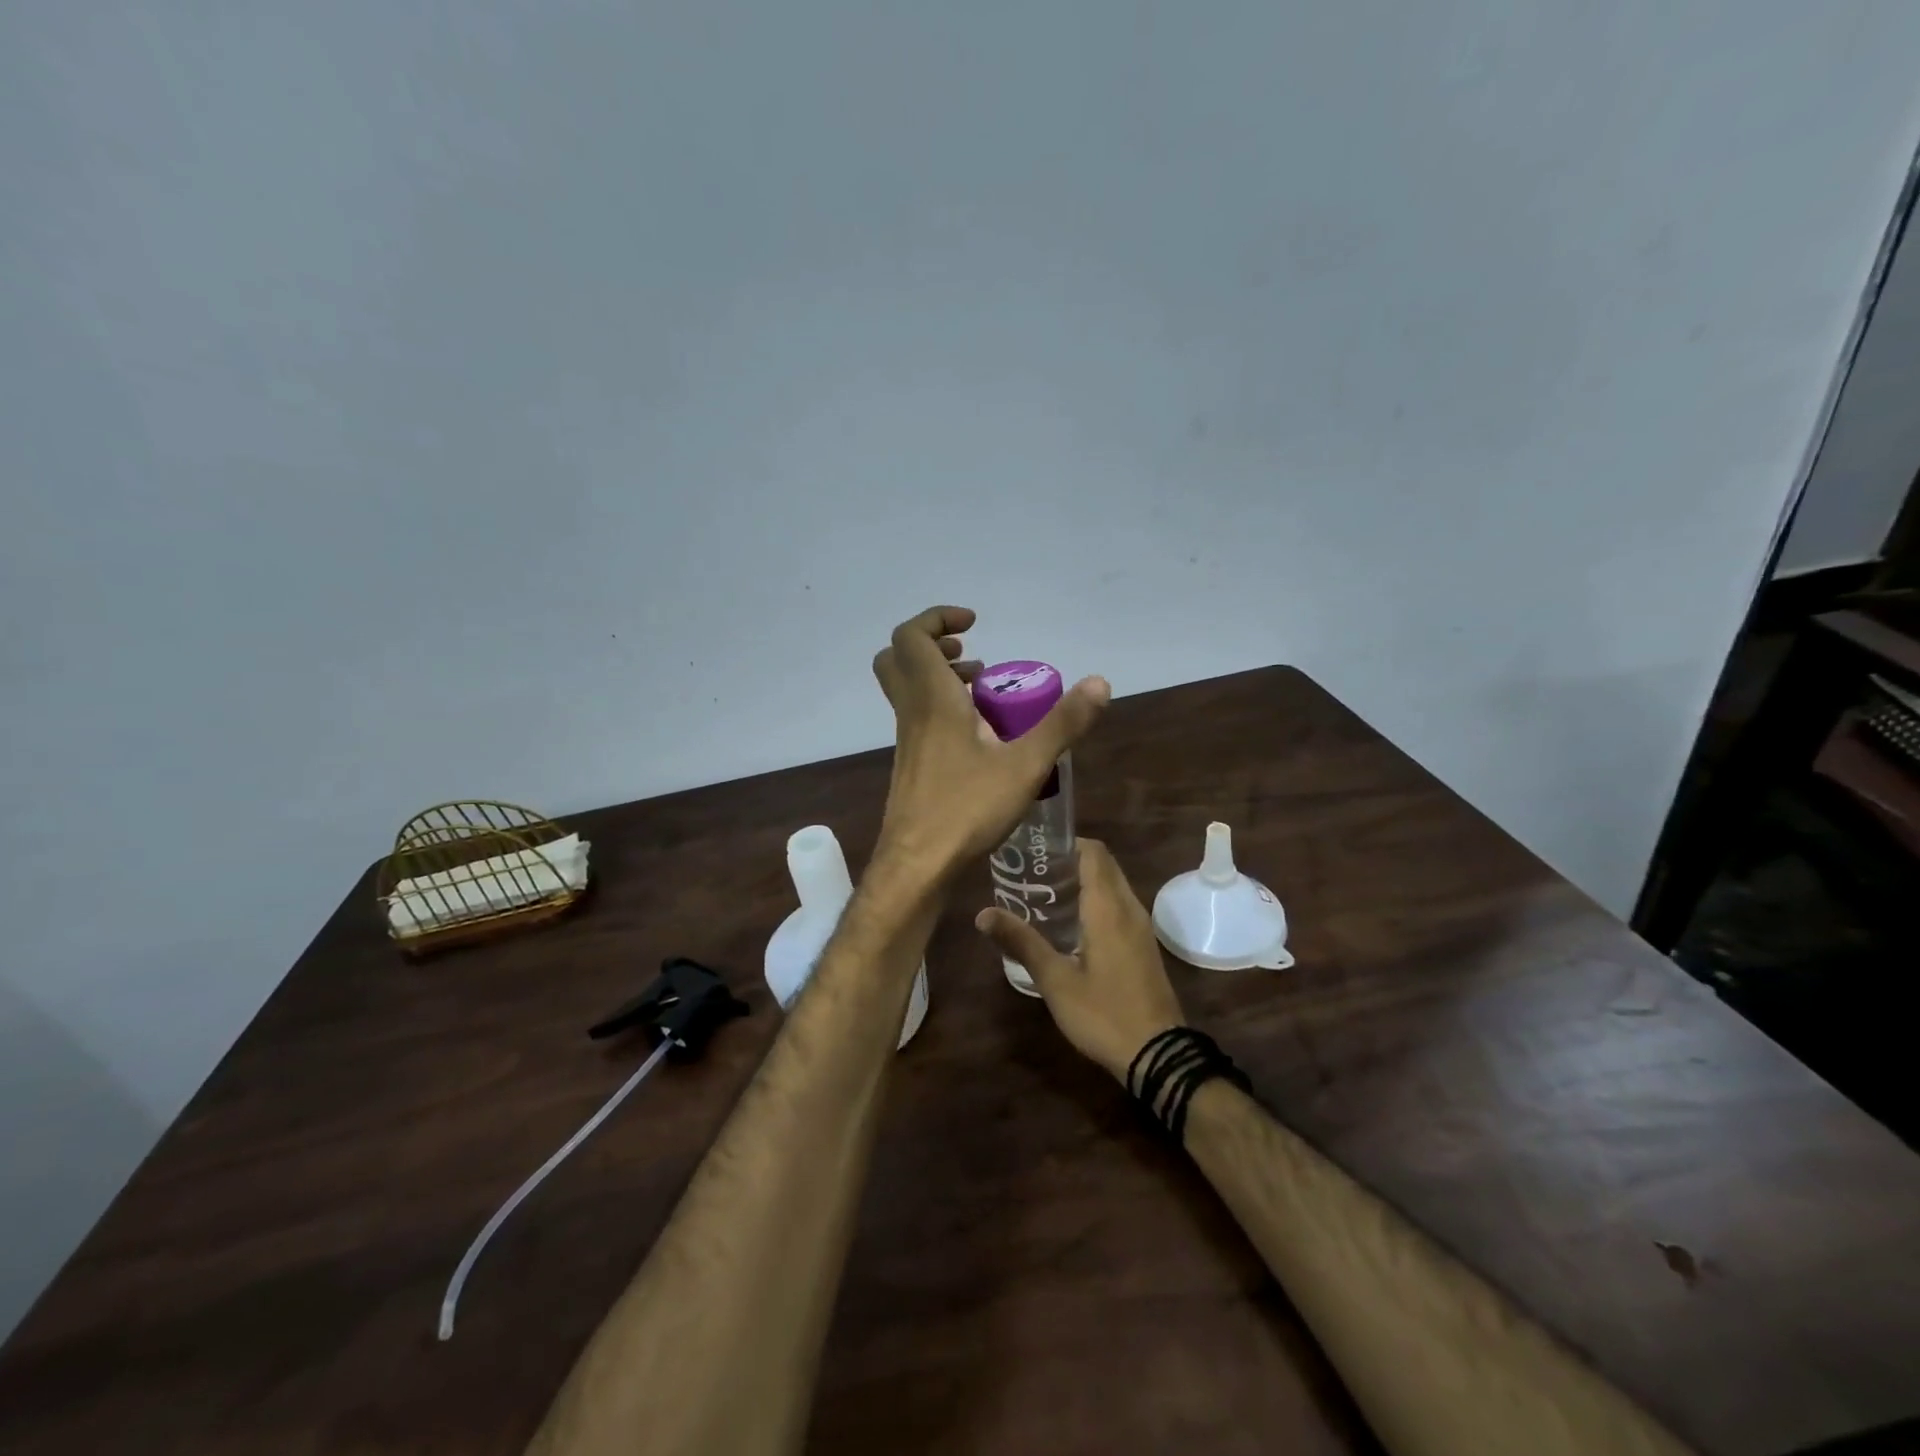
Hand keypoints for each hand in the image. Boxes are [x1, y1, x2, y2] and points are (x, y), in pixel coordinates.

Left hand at [872, 606, 1109, 878]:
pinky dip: (942, 709)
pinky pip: (918, 718)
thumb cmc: (966, 809)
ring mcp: (907, 741)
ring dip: (939, 677)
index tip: (974, 624)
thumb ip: (1062, 724)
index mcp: (932, 700)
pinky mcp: (911, 765)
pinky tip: (979, 737)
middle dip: (932, 644)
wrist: (917, 866)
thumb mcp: (1025, 765)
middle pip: (898, 658)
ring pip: (908, 690)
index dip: (937, 619)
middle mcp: (912, 713)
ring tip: (982, 690)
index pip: (911, 636)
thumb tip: (1100, 683)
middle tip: (970, 654)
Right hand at [974, 839, 1184, 1082]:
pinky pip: (1119, 906)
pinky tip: (1069, 923)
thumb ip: (1022, 942)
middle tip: (1032, 871)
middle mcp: (1129, 908)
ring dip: (1084, 881)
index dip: (1066, 842)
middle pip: (1103, 865)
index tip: (1035, 848)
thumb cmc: (1104, 1013)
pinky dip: (1096, 900)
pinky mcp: (1143, 945)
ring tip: (1044, 893)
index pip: (1093, 852)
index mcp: (1108, 908)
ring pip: (1113, 885)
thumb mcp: (1055, 980)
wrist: (1158, 1055)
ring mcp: (1141, 927)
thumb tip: (982, 914)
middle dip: (1070, 860)